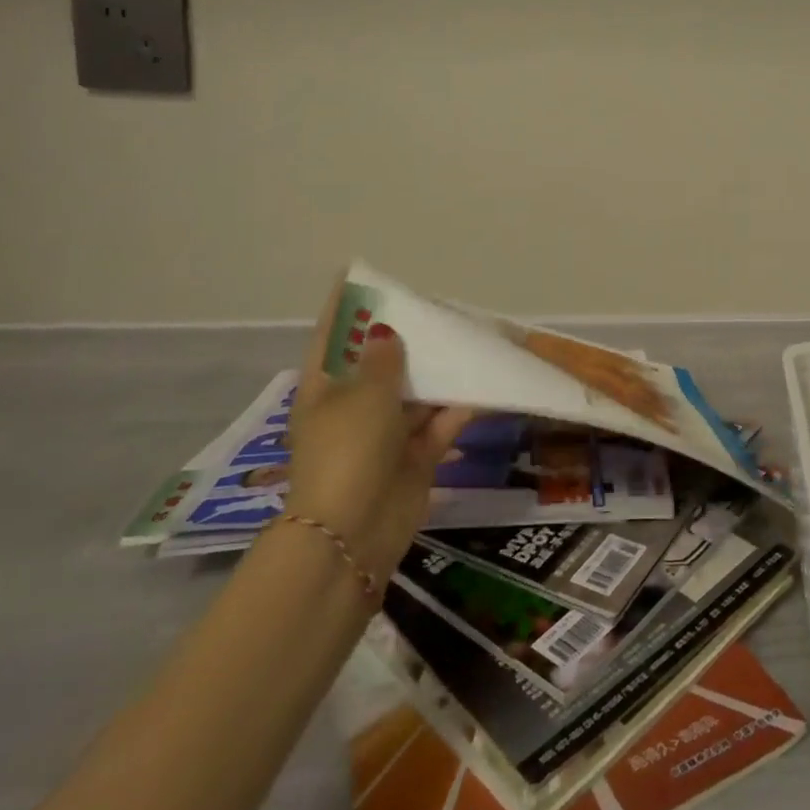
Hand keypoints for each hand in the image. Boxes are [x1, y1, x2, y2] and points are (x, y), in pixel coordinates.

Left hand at [287, 278, 473, 587]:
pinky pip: (440, 422)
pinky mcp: (415, 457)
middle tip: (434, 306)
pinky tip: (484, 384)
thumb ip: (384, 360)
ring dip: (440, 371)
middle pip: (381, 363)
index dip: (343, 306)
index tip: (357, 274)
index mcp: (325, 389)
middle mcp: (354, 407)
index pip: (332, 337)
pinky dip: (459, 407)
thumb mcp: (363, 396)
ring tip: (469, 337)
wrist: (353, 535)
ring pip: (417, 391)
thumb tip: (389, 334)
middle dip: (407, 338)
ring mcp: (385, 434)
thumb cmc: (348, 452)